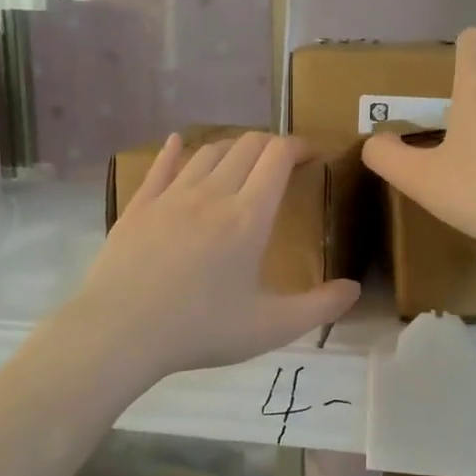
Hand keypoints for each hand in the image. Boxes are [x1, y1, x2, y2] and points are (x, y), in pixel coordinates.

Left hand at [69, 132, 360, 380]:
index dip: (299, 145)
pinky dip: (176, 150)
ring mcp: (171, 196)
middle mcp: (212, 193)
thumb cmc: (200, 330)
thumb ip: (320, 307)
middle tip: (281, 164)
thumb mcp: (271, 327)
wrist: (121, 332)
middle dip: (270, 145)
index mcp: (248, 216)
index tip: (312, 155)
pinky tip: (179, 143)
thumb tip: (354, 289)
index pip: (278, 156)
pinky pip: (161, 165)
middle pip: (246, 145)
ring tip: (241, 164)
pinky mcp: (139, 206)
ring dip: (231, 149)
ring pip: (207, 151)